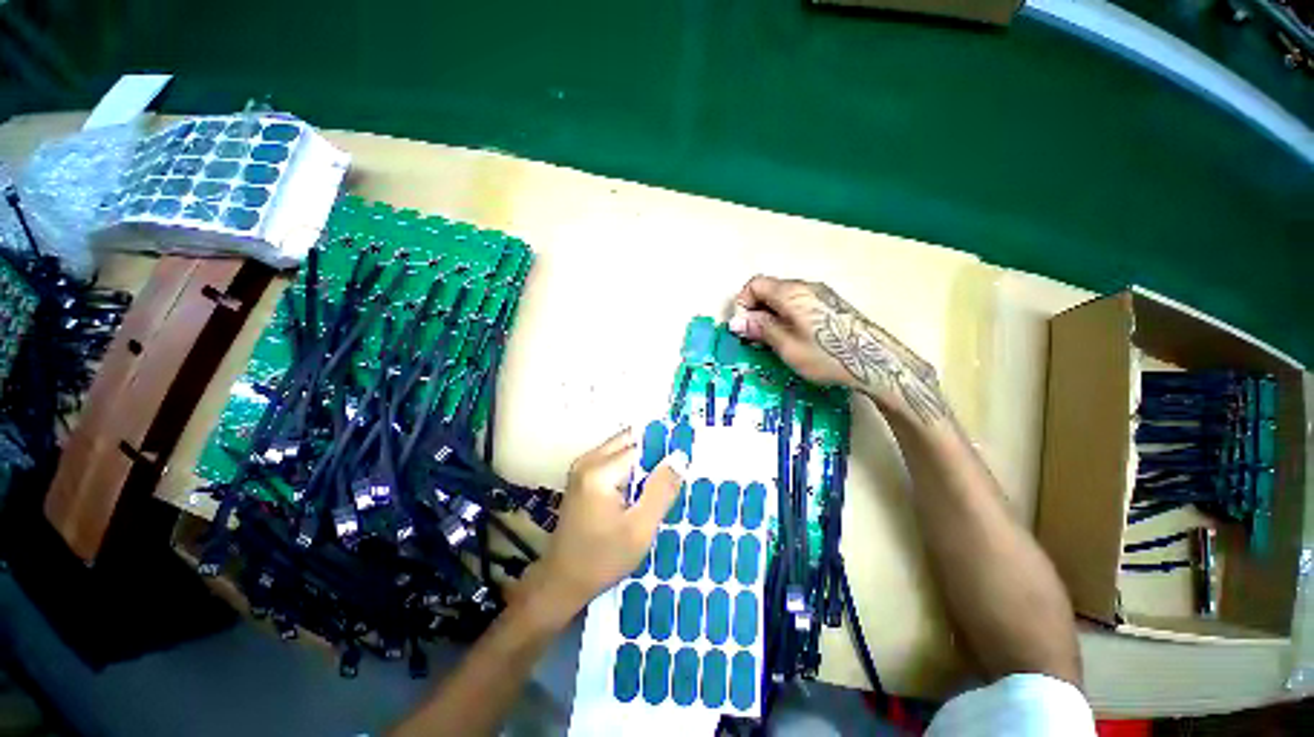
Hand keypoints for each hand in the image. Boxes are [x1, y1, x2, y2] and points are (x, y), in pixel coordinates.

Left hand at [522, 428, 687, 625]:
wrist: (562, 582)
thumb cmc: (603, 559)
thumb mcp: (640, 529)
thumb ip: (661, 490)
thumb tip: (680, 457)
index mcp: (600, 471)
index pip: (641, 445)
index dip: (664, 454)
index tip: (683, 467)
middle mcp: (588, 460)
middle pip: (630, 441)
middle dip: (653, 454)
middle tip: (673, 477)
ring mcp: (582, 466)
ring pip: (622, 448)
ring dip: (643, 462)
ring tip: (660, 485)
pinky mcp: (582, 476)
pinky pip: (613, 459)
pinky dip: (631, 469)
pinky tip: (641, 491)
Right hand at [728, 275, 948, 424]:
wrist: (876, 362)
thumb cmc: (827, 356)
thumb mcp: (787, 346)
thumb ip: (761, 329)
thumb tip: (736, 321)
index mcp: (791, 293)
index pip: (755, 284)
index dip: (743, 304)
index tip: (744, 328)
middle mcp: (806, 286)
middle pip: (769, 288)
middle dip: (756, 310)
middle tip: (756, 338)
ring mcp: (821, 294)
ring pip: (783, 296)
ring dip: (771, 314)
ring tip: (773, 340)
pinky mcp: (831, 304)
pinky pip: (799, 302)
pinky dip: (786, 315)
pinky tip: (793, 337)